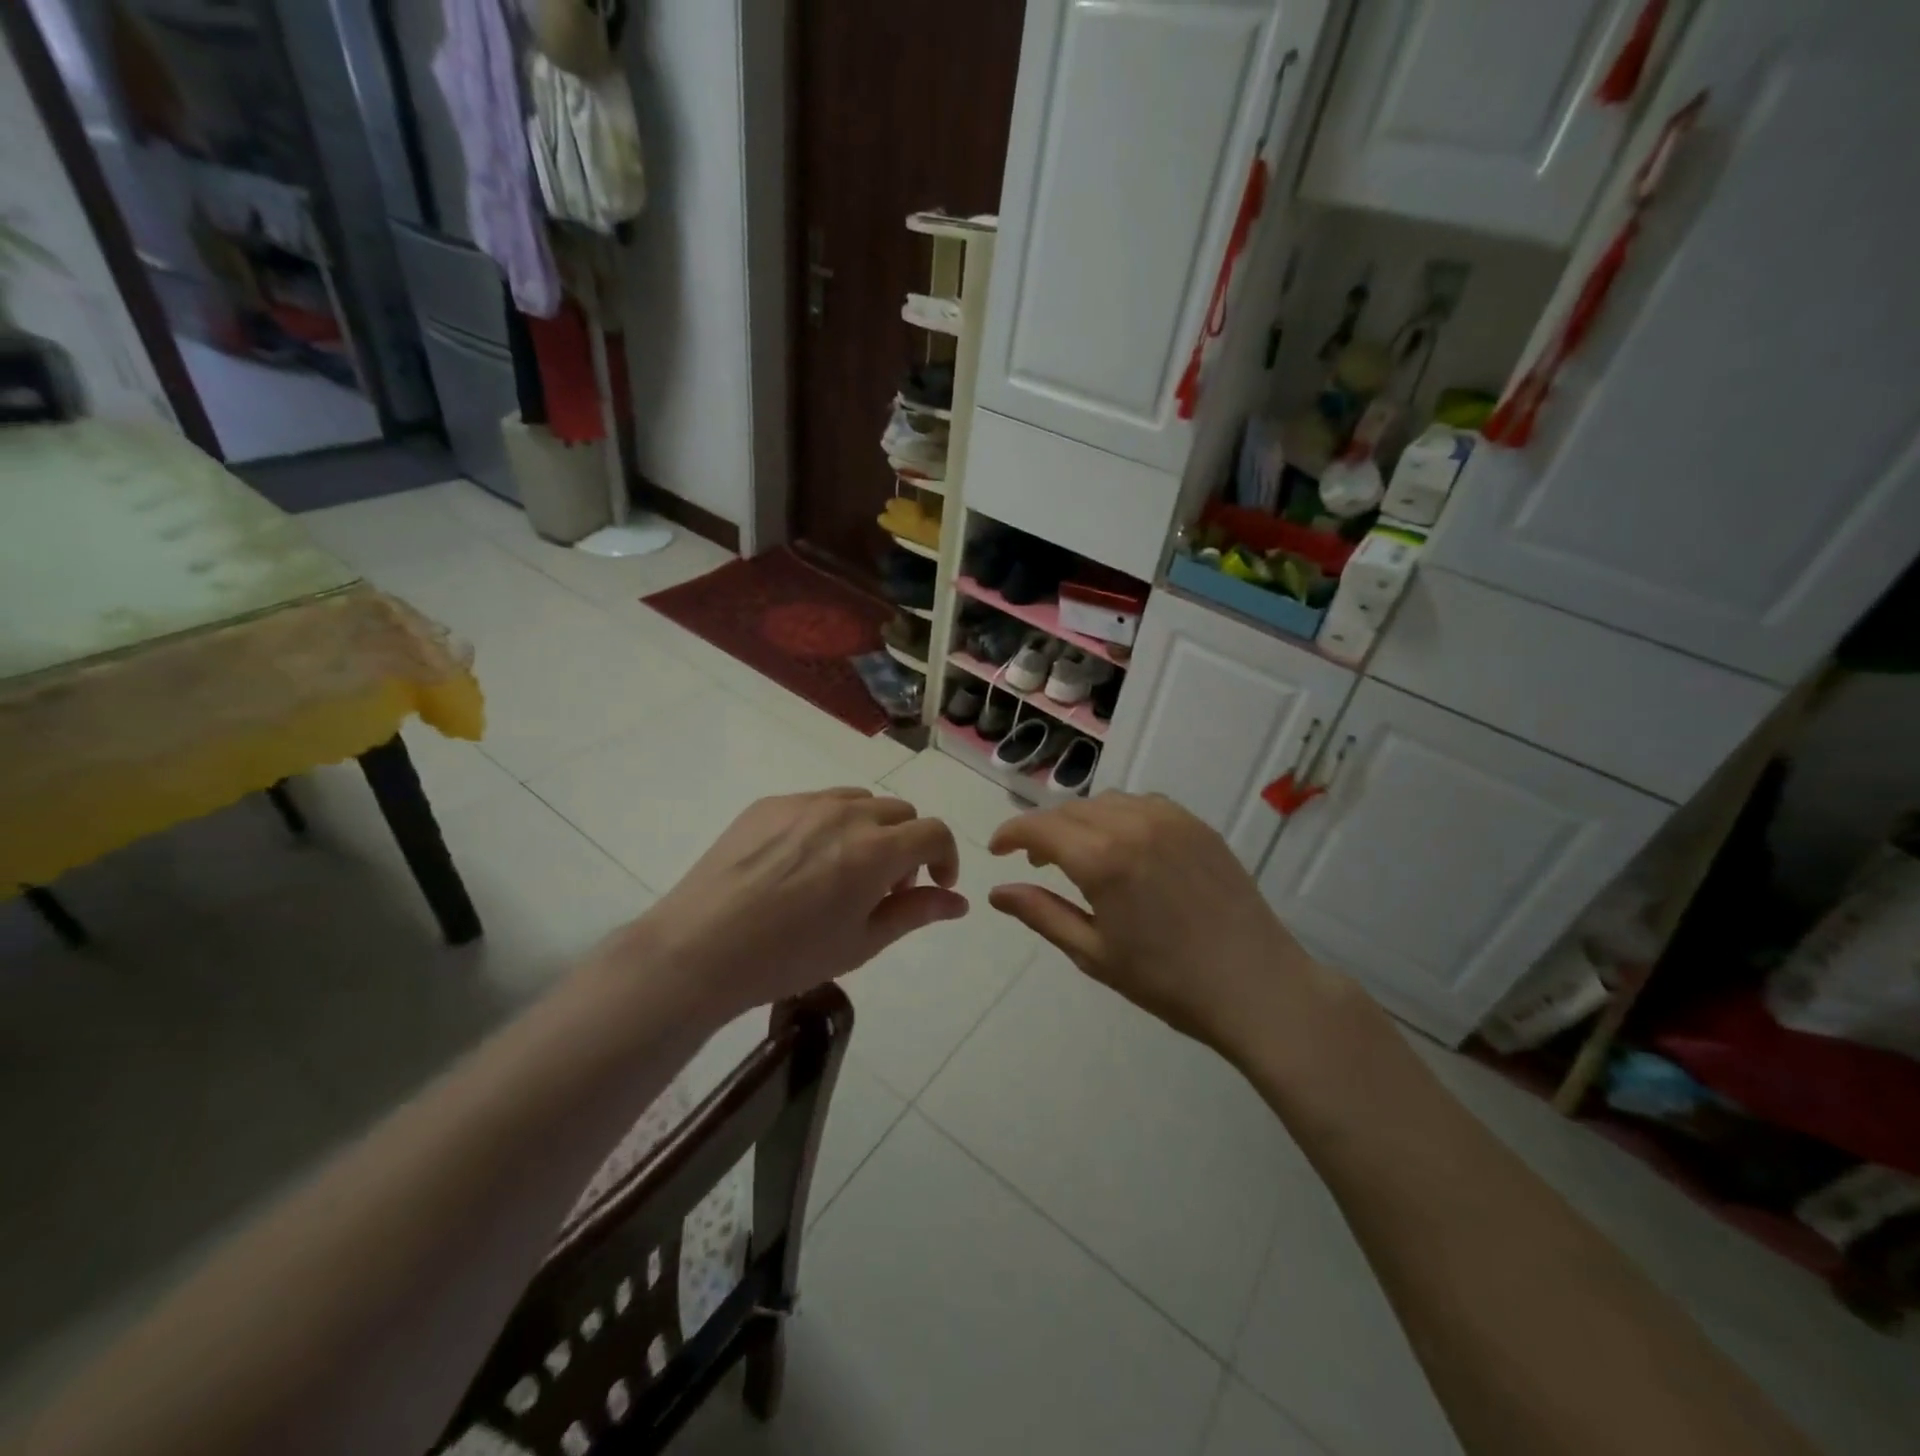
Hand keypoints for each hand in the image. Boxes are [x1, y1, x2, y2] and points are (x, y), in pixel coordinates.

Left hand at [605, 789, 966, 1025]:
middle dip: (908, 845)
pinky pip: (817, 802)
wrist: (700, 949)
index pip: (934, 832)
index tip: (936, 884)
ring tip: (846, 869)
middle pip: (900, 812)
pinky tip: (803, 862)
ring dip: (871, 829)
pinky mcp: (769, 803)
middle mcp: (845, 814)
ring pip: (860, 801)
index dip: (945, 857)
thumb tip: (958, 902)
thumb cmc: (789, 957)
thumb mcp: (861, 943)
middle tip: (886, 886)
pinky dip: (830, 823)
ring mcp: (804, 803)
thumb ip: (916, 912)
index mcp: (874, 850)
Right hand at [988, 792, 1363, 1061]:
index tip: (997, 850)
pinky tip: (1125, 849)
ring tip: (1080, 857)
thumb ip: (1041, 914)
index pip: (1039, 828)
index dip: (1011, 834)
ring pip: (1106, 802)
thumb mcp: (1093, 953)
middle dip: (1044, 831)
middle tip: (1036, 864)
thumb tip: (997, 893)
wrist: (1256, 986)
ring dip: (1081, 822)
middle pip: (1070, 810)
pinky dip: (1119, 817)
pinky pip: (1143, 805)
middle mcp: (1132, 824)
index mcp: (1102, 859)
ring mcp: (1170, 819)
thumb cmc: (1167, 981)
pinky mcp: (1197, 824)